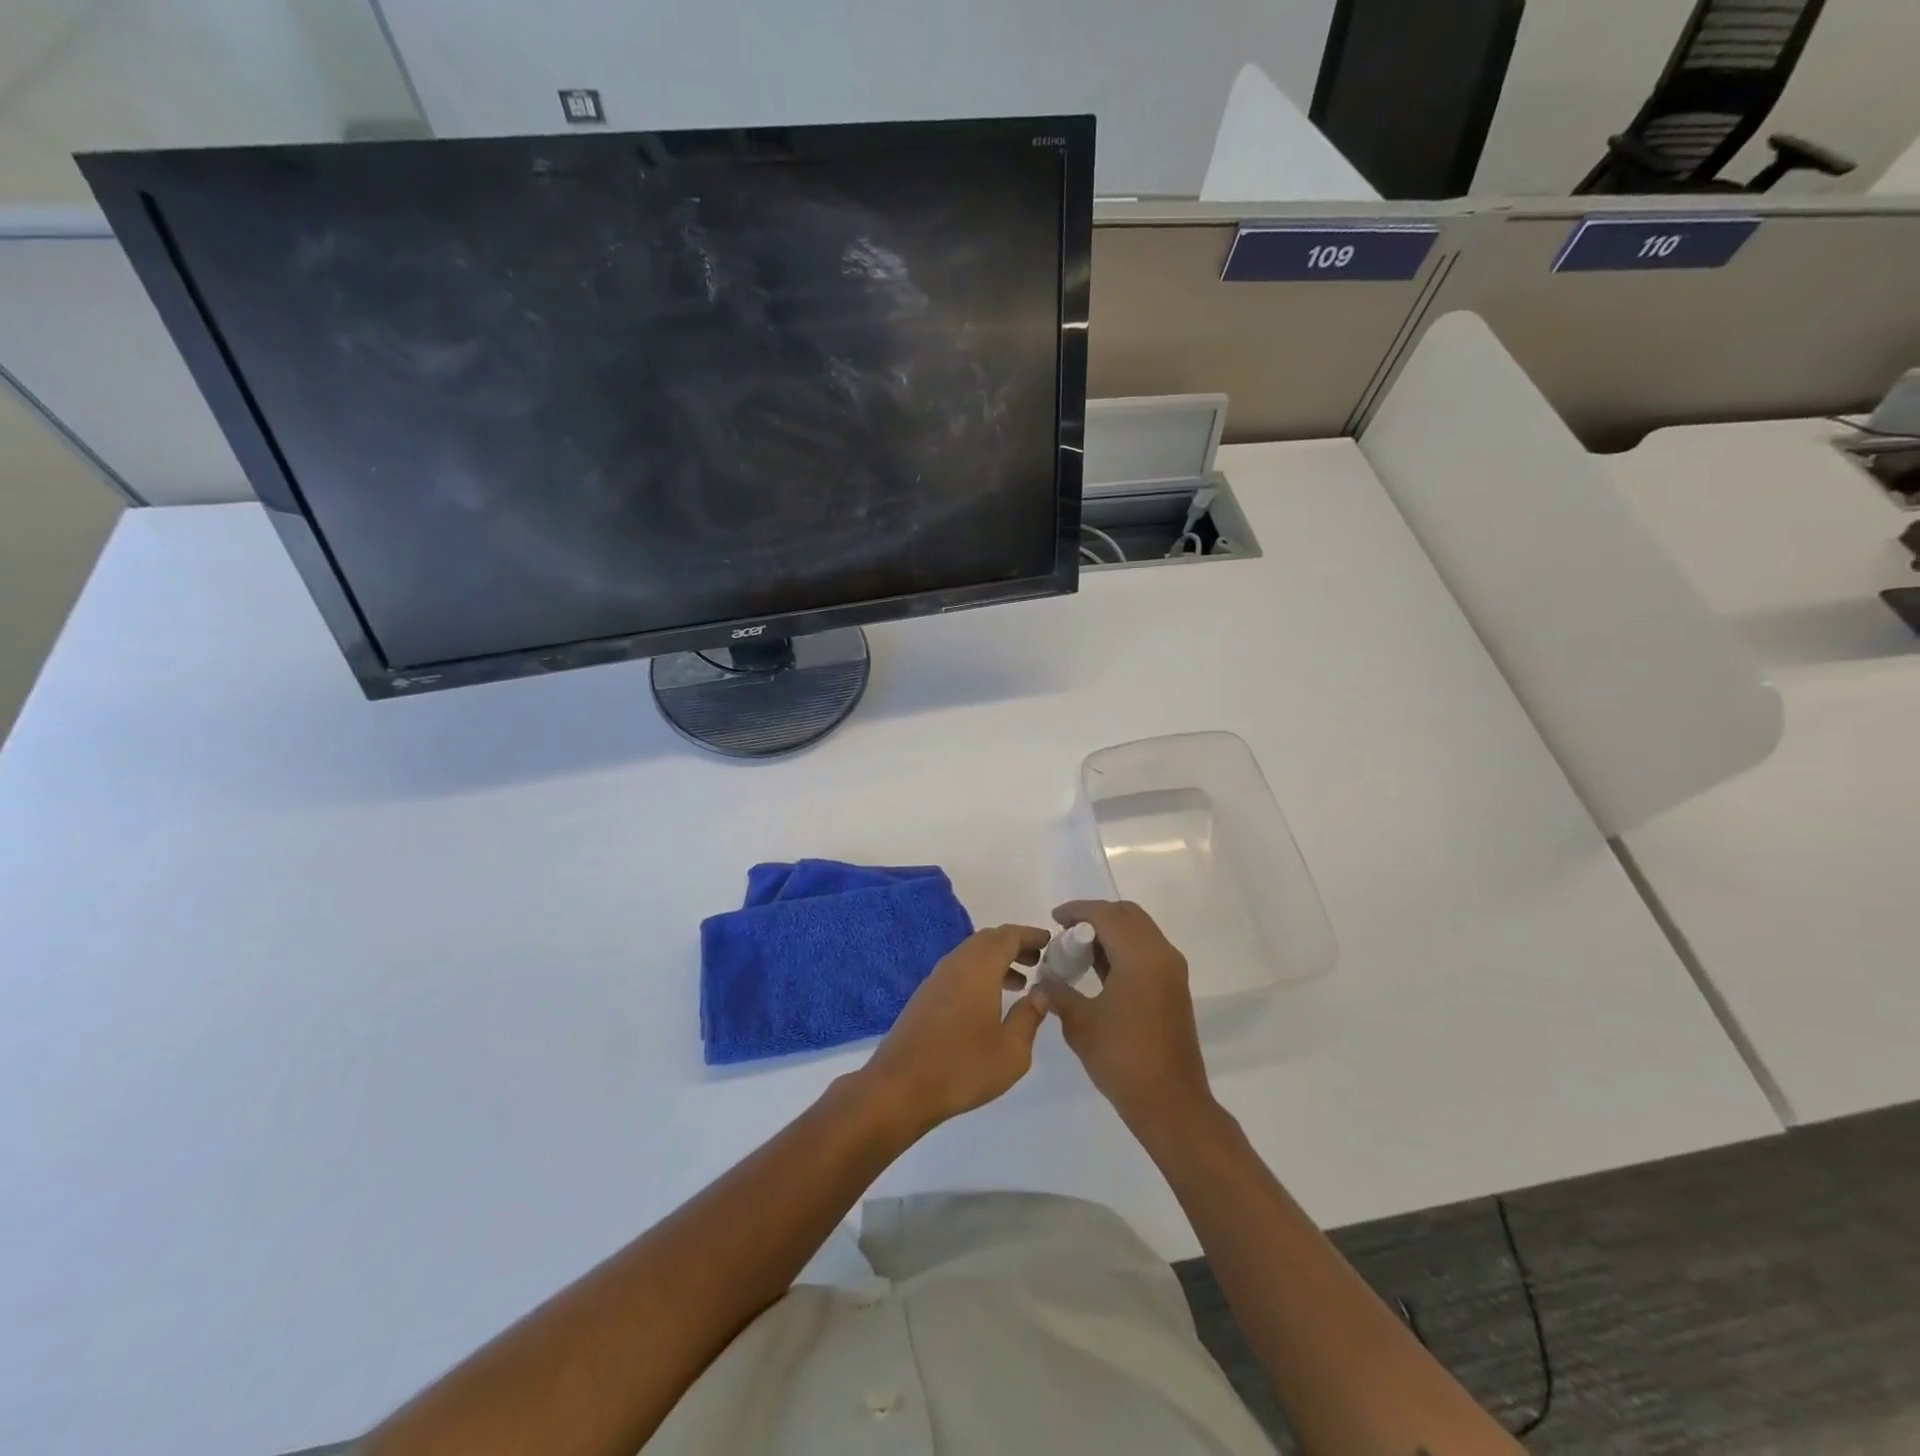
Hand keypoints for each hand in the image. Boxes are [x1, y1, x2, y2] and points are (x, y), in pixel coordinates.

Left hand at [860, 924, 1049, 1134]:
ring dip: (997, 960)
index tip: (1050, 940)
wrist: (900, 1087)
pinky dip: (979, 974)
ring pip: (971, 955)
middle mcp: (956, 964)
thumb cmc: (962, 1067)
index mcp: (978, 968)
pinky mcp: (925, 996)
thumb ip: (1030, 1016)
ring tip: (1021, 982)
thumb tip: (1042, 992)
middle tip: (1038, 960)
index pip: (1008, 936)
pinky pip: (958, 970)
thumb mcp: (1012, 1050)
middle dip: (1015, 945)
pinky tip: (989, 1001)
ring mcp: (936, 979)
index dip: (1030, 935)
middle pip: (988, 940)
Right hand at [1033, 901, 1214, 1134]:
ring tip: (1079, 951)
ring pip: (1140, 931)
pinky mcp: (1175, 988)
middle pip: (1127, 915)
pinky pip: (1147, 951)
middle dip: (1096, 916)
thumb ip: (1058, 993)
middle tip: (1067, 932)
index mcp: (1140, 956)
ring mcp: (1172, 971)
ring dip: (1111, 932)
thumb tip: (1043, 980)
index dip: (1078, 911)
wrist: (1170, 1103)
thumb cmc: (1122, 1059)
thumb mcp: (1080, 1023)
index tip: (1054, 918)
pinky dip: (1124, 949)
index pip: (1106, 914)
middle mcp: (1161, 954)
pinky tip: (1100, 969)